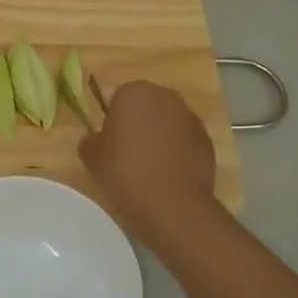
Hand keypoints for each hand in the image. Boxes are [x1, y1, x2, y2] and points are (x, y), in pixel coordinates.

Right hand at [77, 80, 217, 247]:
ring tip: (150, 168)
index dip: (114, 119)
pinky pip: (185, 142)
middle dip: (139, 123)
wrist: (171, 205)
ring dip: (160, 137)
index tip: (111, 143)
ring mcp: (191, 119)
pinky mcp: (207, 141)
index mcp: (135, 92)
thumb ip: (90, 141)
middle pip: (148, 106)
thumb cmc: (124, 173)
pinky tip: (169, 176)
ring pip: (169, 123)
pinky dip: (178, 152)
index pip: (120, 98)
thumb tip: (94, 138)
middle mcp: (166, 97)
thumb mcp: (92, 158)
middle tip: (128, 153)